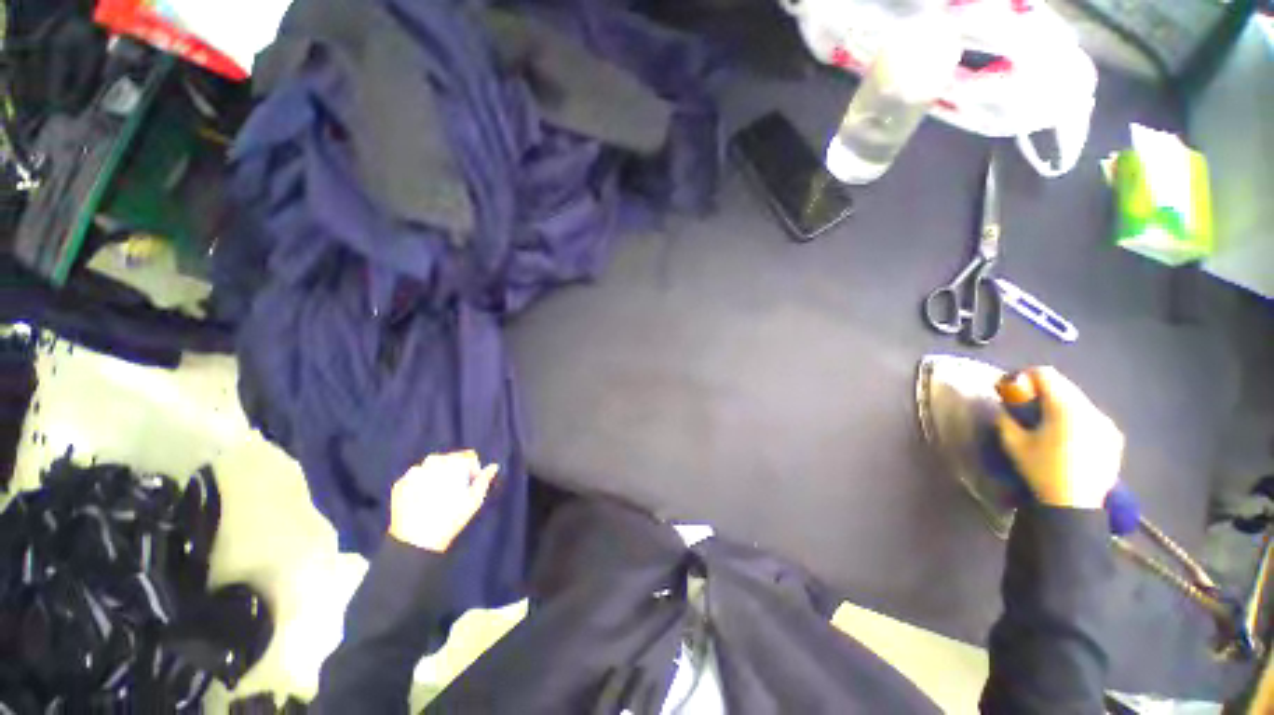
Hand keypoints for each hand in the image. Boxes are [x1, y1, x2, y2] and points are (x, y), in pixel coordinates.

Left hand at [388, 451, 498, 552]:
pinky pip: (415, 478)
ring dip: (438, 476)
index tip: (472, 484)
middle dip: (455, 471)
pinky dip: (421, 484)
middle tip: (456, 489)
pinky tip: (425, 499)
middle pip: (448, 459)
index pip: (467, 456)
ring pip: (431, 467)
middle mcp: (430, 463)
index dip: (473, 469)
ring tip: (439, 495)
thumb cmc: (449, 519)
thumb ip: (484, 480)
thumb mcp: (474, 500)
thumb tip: (493, 466)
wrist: (415, 541)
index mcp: (451, 464)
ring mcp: (412, 473)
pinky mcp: (399, 484)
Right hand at [996, 367, 1123, 509]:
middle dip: (1044, 391)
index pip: (1046, 374)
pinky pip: (1092, 417)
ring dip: (1061, 405)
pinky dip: (1077, 419)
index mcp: (1066, 408)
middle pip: (1065, 386)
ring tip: (1048, 424)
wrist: (1075, 506)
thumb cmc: (1041, 471)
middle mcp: (1091, 410)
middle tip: (1027, 407)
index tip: (1013, 391)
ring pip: (1079, 401)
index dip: (1025, 377)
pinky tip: (1068, 438)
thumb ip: (1006, 418)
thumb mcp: (1013, 443)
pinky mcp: (1114, 437)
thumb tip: (1005, 407)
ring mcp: (1107, 424)